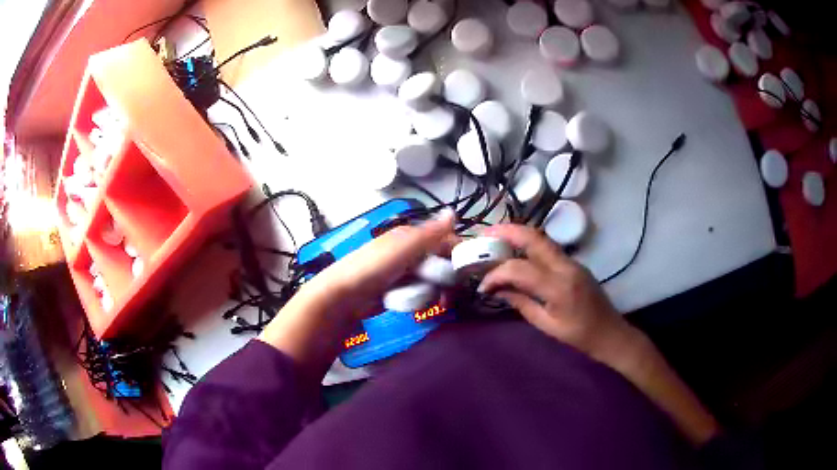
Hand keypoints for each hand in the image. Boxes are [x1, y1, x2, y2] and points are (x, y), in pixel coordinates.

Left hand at [259, 209, 455, 377]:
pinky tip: (416, 305)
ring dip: (434, 291)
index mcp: (408, 236)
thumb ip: (429, 233)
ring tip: (432, 302)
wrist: (342, 297)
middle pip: (439, 262)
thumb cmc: (373, 269)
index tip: (468, 273)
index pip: (443, 240)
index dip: (457, 254)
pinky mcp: (395, 291)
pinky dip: (420, 299)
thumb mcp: (403, 248)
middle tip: (449, 295)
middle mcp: (406, 251)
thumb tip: (454, 212)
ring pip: (430, 279)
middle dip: (447, 278)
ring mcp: (401, 272)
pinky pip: (417, 292)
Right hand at [479, 225, 719, 445]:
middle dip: (506, 232)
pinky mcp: (574, 263)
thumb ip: (521, 303)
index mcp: (558, 287)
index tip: (482, 284)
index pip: (519, 269)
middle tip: (484, 236)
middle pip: (533, 237)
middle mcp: (566, 266)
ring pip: (541, 238)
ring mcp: (572, 261)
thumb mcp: (546, 325)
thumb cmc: (580, 336)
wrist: (611, 333)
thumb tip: (496, 289)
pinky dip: (528, 246)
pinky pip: (548, 248)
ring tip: (496, 241)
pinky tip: (517, 254)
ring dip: (517, 235)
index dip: (496, 273)